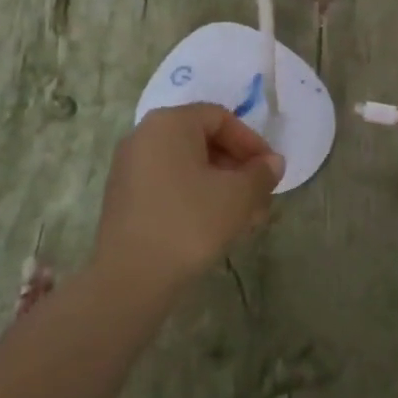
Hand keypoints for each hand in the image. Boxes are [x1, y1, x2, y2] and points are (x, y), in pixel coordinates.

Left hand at [92, 105, 283, 291]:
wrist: (130, 278)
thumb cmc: (190, 222)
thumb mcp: (238, 196)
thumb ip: (261, 173)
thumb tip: (272, 163)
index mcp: (169, 123)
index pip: (221, 118)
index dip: (251, 142)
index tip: (270, 170)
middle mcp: (144, 135)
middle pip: (203, 141)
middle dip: (237, 167)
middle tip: (261, 195)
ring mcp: (129, 167)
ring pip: (187, 166)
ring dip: (220, 185)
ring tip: (245, 217)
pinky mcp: (124, 197)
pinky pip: (169, 184)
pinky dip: (196, 196)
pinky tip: (216, 226)